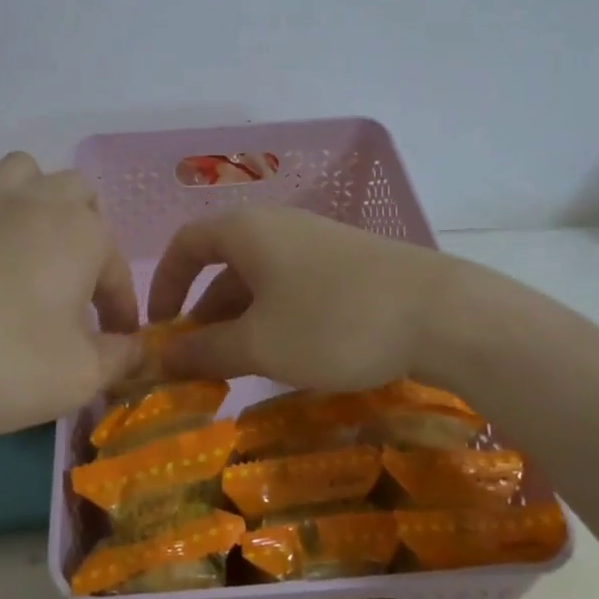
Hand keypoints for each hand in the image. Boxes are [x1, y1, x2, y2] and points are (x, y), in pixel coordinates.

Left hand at [0, 154, 140, 443]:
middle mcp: (34, 203)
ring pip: (25, 175)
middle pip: (78, 195)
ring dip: (40, 203)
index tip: (117, 341)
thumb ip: (118, 357)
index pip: (115, 267)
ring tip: (33, 251)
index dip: (120, 306)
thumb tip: (134, 347)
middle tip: (76, 286)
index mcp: (79, 231)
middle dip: (88, 235)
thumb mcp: (78, 376)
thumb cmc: (0, 364)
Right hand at [145, 207, 454, 390]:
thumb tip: (161, 356)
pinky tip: (287, 358)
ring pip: (259, 281)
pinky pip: (292, 288)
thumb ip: (205, 351)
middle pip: (223, 265)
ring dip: (239, 323)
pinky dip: (274, 320)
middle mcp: (278, 226)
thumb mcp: (259, 344)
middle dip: (203, 315)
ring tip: (237, 371)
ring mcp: (316, 244)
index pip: (186, 244)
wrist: (440, 313)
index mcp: (247, 230)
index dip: (164, 284)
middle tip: (197, 365)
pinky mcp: (347, 265)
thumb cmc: (332, 322)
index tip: (159, 330)